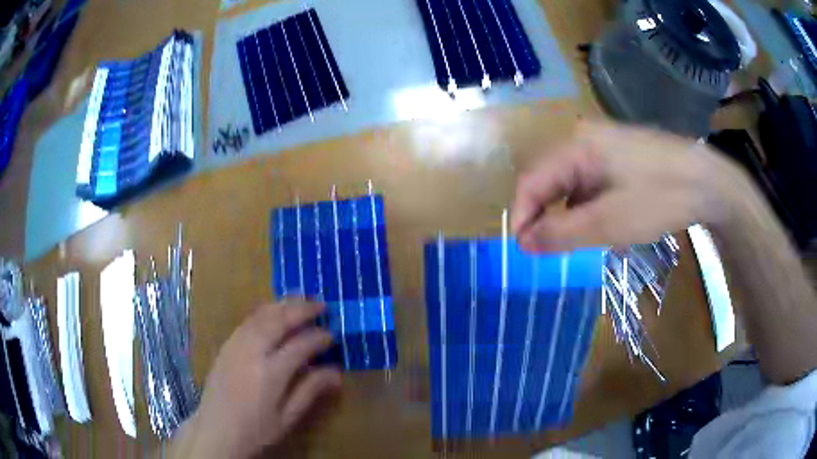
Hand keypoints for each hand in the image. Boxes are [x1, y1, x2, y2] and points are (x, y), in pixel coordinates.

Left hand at [171, 301, 340, 457]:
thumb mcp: (288, 418)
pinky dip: (265, 311)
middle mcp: (252, 352)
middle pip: (279, 321)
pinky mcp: (226, 345)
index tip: (332, 334)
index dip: (319, 337)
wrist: (216, 430)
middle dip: (302, 309)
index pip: (301, 345)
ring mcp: (236, 345)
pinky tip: (273, 311)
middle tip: (322, 304)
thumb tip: (337, 372)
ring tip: (301, 299)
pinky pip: (248, 320)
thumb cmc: (256, 430)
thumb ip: (310, 391)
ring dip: (284, 305)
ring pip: (261, 315)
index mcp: (271, 373)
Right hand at [511, 121, 752, 251]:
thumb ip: (561, 233)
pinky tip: (608, 226)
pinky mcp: (621, 156)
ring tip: (583, 243)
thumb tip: (522, 243)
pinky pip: (593, 184)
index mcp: (577, 146)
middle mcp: (585, 139)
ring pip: (573, 185)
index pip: (531, 181)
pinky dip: (591, 208)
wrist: (708, 182)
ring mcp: (605, 146)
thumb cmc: (659, 197)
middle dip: (546, 218)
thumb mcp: (609, 223)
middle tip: (551, 252)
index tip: (522, 252)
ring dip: (571, 216)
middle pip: (551, 181)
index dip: (521, 217)